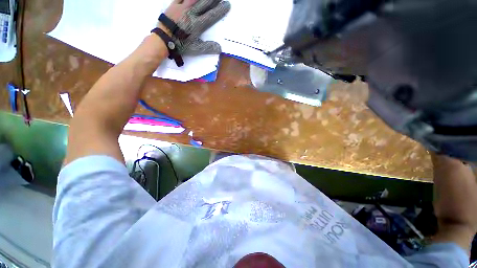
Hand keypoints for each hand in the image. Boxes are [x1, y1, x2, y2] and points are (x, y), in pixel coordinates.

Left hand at [164, 0, 230, 55]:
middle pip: (205, 3)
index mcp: (197, 24)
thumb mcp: (195, 49)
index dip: (220, 10)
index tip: (227, 5)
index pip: (211, 15)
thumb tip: (219, 48)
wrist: (163, 38)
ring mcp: (182, 7)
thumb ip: (207, 47)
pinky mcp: (174, 4)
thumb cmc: (180, 44)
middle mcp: (191, 13)